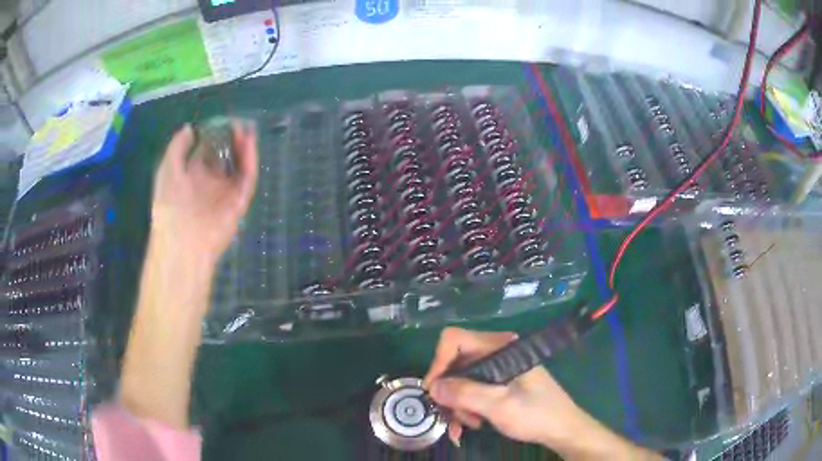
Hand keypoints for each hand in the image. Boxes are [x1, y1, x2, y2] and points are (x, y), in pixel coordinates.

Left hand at [151, 122, 258, 263]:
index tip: (220, 121)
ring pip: (239, 166)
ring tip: (245, 130)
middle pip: (225, 157)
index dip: (213, 136)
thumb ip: (178, 146)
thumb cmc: (169, 204)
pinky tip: (249, 143)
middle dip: (231, 140)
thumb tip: (190, 128)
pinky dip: (250, 160)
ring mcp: (225, 193)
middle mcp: (210, 183)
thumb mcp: (167, 168)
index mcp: (191, 176)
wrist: (182, 240)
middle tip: (237, 124)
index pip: (206, 152)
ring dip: (243, 148)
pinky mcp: (239, 202)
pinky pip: (247, 178)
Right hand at [423, 328, 661, 459]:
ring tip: (466, 426)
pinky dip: (467, 407)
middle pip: (456, 363)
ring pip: (461, 379)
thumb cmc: (536, 414)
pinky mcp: (500, 382)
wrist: (562, 429)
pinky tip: (472, 424)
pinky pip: (472, 389)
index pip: (455, 340)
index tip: (434, 392)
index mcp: (501, 347)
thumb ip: (465, 394)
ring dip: (458, 404)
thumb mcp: (498, 406)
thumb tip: (432, 387)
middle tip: (453, 417)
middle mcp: (498, 352)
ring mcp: (499, 367)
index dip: (439, 363)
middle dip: (450, 392)